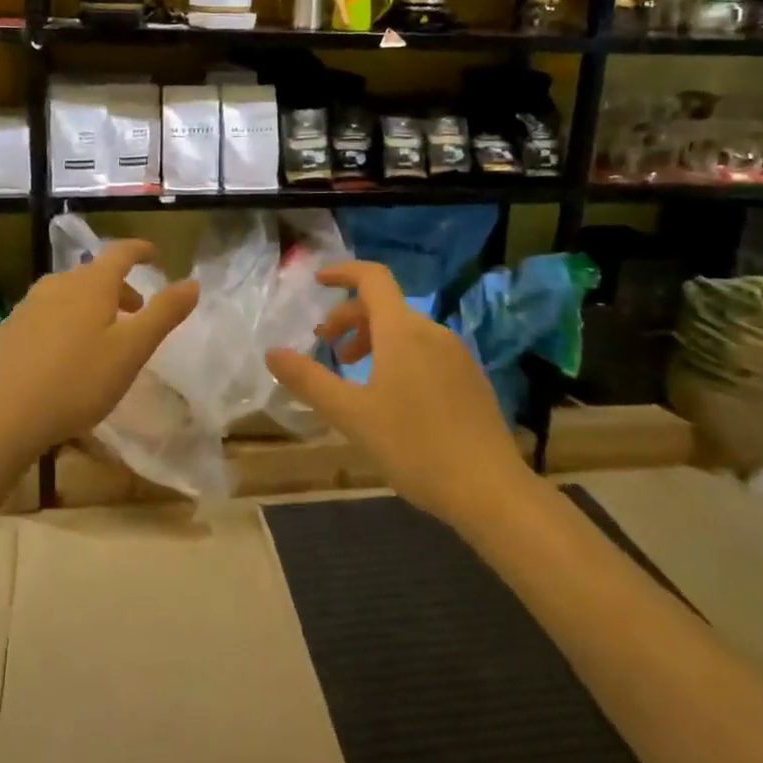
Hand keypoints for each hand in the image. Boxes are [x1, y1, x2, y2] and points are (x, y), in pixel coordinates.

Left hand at [0, 241, 198, 462]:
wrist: (0, 417)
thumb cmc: (77, 382)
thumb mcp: (131, 351)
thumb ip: (164, 314)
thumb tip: (193, 283)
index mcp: (91, 284)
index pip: (121, 252)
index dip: (141, 250)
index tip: (155, 256)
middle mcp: (57, 285)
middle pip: (94, 274)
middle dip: (118, 287)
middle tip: (135, 312)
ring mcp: (27, 306)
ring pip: (68, 294)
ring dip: (91, 305)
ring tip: (101, 336)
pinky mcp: (8, 331)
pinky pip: (45, 314)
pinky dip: (64, 322)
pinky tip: (63, 355)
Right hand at [265, 261, 528, 527]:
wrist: (490, 490)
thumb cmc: (414, 446)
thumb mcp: (351, 415)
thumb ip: (309, 381)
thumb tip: (272, 352)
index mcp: (402, 331)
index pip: (373, 278)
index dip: (343, 272)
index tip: (318, 281)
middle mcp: (432, 331)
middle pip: (385, 306)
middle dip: (350, 318)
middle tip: (326, 347)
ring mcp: (456, 354)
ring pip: (406, 330)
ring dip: (374, 340)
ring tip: (355, 374)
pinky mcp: (471, 378)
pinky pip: (426, 350)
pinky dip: (399, 355)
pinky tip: (392, 396)